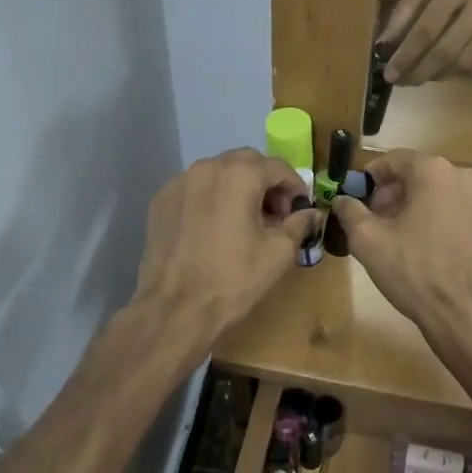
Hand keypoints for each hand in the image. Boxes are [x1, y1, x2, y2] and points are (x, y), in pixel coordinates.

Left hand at [132, 149, 321, 341]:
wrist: (176, 309)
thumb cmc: (234, 278)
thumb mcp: (279, 252)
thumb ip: (299, 223)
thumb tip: (311, 213)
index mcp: (239, 175)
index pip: (277, 167)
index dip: (295, 186)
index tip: (299, 210)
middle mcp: (206, 168)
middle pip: (246, 163)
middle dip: (266, 183)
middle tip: (275, 215)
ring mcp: (178, 183)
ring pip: (218, 174)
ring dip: (238, 189)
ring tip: (245, 222)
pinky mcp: (160, 202)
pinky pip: (195, 189)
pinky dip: (212, 199)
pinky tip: (215, 229)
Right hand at [332, 151, 471, 349]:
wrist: (467, 315)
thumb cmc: (414, 272)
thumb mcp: (368, 242)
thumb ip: (350, 212)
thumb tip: (342, 199)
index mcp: (435, 172)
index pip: (395, 160)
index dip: (372, 177)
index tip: (360, 198)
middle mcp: (467, 177)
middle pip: (422, 175)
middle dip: (396, 194)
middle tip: (379, 222)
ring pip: (445, 194)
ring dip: (422, 208)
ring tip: (406, 239)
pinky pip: (465, 214)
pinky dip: (447, 222)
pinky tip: (436, 251)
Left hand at [380, 0, 471, 85]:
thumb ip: (403, 12)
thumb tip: (384, 48)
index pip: (427, 30)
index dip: (406, 56)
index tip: (389, 73)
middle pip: (446, 52)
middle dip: (419, 72)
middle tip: (401, 81)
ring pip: (463, 64)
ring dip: (436, 75)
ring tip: (419, 75)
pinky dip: (455, 72)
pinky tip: (442, 69)